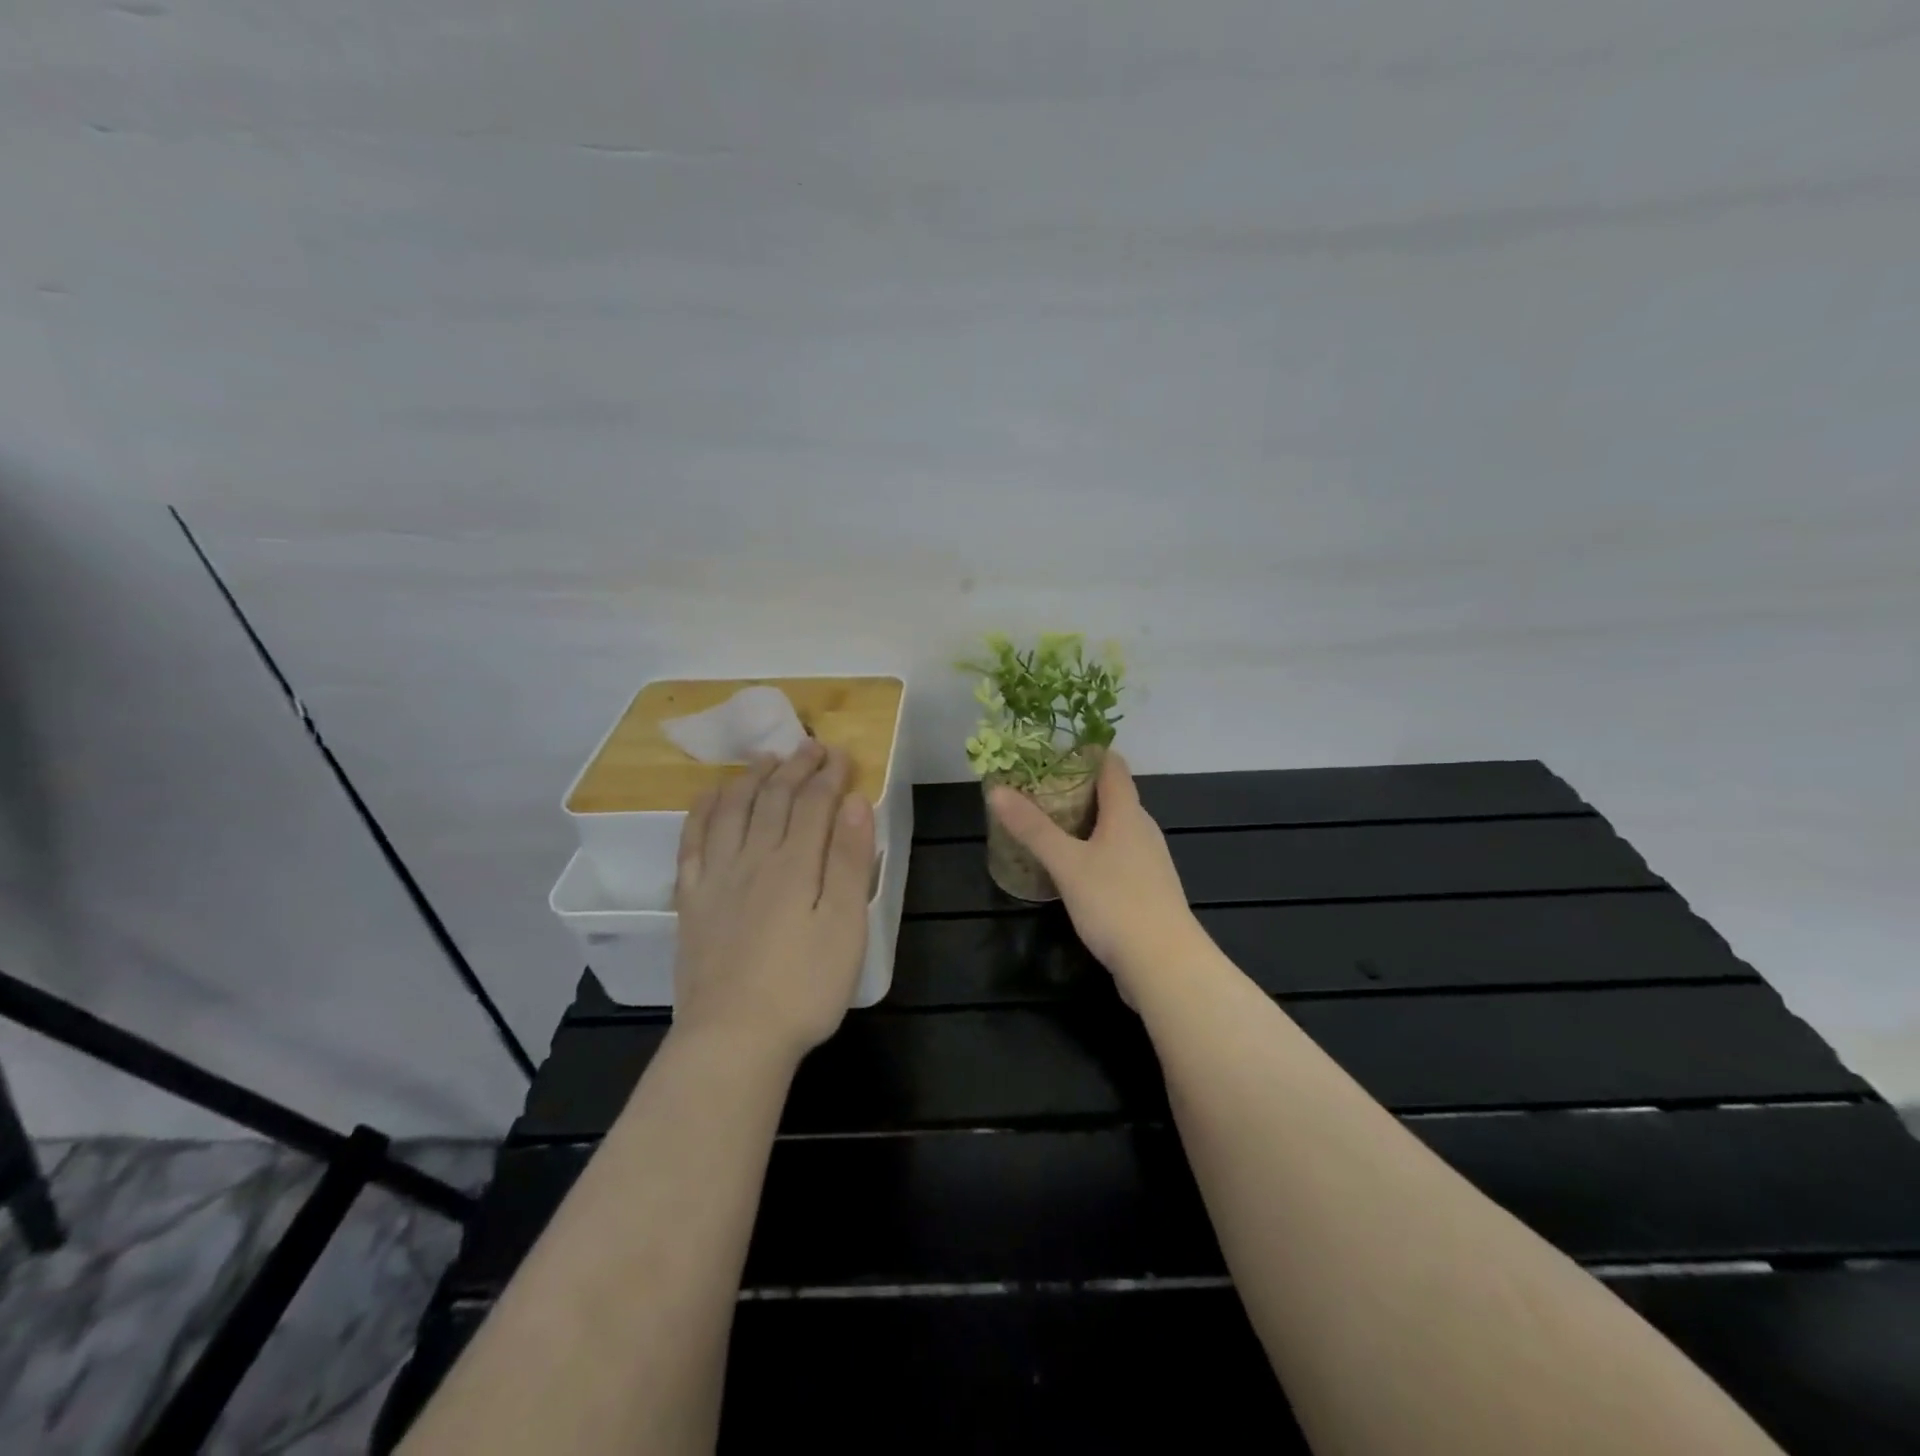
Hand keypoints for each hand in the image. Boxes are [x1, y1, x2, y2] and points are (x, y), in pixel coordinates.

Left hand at [672, 739, 875, 1063]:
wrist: (733, 1038)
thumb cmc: (804, 987)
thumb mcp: (845, 926)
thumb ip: (850, 861)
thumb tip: (855, 803)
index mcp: (796, 864)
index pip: (814, 803)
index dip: (829, 775)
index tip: (843, 755)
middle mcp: (753, 858)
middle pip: (774, 798)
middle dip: (795, 767)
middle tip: (810, 746)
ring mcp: (716, 877)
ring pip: (733, 810)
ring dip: (752, 778)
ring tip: (766, 759)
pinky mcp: (692, 900)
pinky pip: (693, 840)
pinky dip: (703, 810)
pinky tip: (711, 796)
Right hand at [988, 752, 1202, 1000]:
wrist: (1165, 965)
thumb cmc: (1115, 903)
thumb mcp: (1066, 863)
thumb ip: (1032, 827)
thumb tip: (997, 790)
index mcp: (1127, 813)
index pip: (1111, 765)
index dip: (1084, 751)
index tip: (1050, 751)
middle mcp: (1142, 829)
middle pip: (1111, 795)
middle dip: (1075, 788)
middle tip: (1035, 789)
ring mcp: (1148, 861)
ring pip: (1113, 828)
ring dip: (1083, 822)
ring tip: (1045, 825)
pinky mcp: (1146, 889)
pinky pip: (1116, 856)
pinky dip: (1092, 850)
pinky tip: (1069, 868)